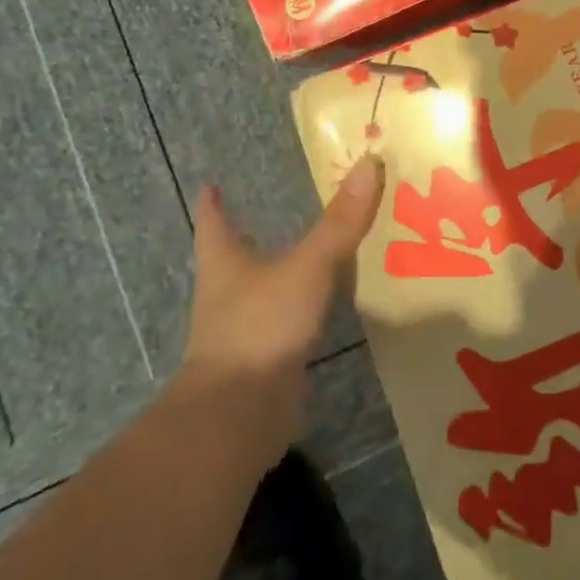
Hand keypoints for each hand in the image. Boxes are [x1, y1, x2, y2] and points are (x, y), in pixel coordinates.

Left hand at [180, 156, 383, 463]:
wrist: (237, 418)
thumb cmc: (260, 326)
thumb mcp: (307, 267)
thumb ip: (340, 222)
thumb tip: (370, 161)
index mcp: (225, 264)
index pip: (213, 225)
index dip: (212, 206)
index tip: (209, 187)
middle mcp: (227, 296)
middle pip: (234, 259)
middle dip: (248, 240)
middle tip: (270, 216)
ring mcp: (243, 334)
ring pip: (261, 294)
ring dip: (279, 277)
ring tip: (309, 257)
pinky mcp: (263, 365)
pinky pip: (284, 327)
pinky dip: (299, 314)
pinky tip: (324, 309)